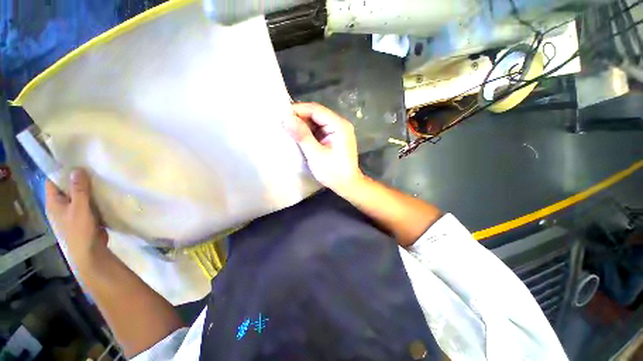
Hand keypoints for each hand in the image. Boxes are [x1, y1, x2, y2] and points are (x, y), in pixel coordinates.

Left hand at [45, 168, 107, 267]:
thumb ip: (79, 189)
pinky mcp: (83, 217)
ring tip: (100, 178)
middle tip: (92, 168)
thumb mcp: (79, 208)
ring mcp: (72, 212)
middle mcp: (60, 205)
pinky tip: (103, 193)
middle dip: (78, 179)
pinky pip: (87, 203)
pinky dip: (93, 198)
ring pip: (78, 195)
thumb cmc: (79, 230)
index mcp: (53, 202)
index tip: (76, 160)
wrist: (89, 252)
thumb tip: (77, 169)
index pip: (53, 181)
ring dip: (87, 188)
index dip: (61, 170)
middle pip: (66, 187)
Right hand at [284, 102, 363, 193]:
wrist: (348, 185)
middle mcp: (340, 124)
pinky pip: (319, 130)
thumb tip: (286, 118)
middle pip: (317, 114)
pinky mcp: (334, 138)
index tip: (281, 116)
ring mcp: (338, 131)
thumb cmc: (333, 172)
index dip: (298, 110)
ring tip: (288, 130)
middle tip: (283, 124)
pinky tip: (299, 137)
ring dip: (303, 125)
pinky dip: (308, 132)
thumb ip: (302, 135)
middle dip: (299, 118)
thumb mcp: (316, 155)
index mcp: (339, 125)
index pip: (316, 110)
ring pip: (317, 122)